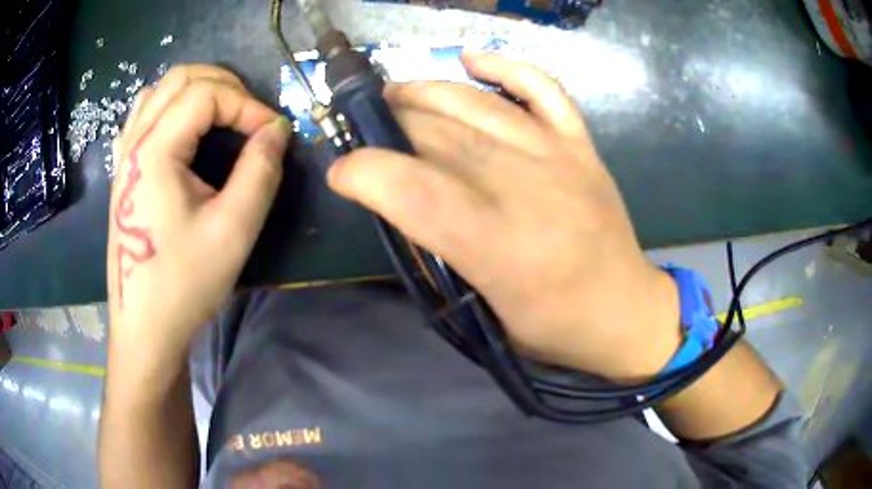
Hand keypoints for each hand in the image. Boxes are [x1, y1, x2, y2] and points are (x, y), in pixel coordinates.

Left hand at [107, 65, 289, 374]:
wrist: (145, 329)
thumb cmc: (184, 284)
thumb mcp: (234, 229)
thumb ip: (261, 170)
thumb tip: (277, 131)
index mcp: (155, 152)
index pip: (206, 94)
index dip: (246, 104)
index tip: (272, 134)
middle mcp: (134, 143)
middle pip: (180, 78)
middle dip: (224, 85)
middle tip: (249, 116)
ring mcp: (124, 157)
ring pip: (158, 91)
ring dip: (196, 90)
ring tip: (221, 115)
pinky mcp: (124, 173)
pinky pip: (143, 116)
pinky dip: (170, 107)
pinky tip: (183, 130)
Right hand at [328, 52, 680, 380]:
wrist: (625, 311)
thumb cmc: (554, 327)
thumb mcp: (484, 314)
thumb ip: (439, 253)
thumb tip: (400, 201)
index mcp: (500, 246)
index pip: (413, 189)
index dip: (364, 172)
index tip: (342, 173)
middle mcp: (528, 187)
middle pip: (438, 134)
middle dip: (387, 124)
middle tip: (364, 130)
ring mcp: (559, 155)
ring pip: (477, 104)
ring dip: (424, 92)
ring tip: (394, 95)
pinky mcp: (581, 144)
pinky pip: (542, 87)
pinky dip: (504, 67)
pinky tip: (470, 62)